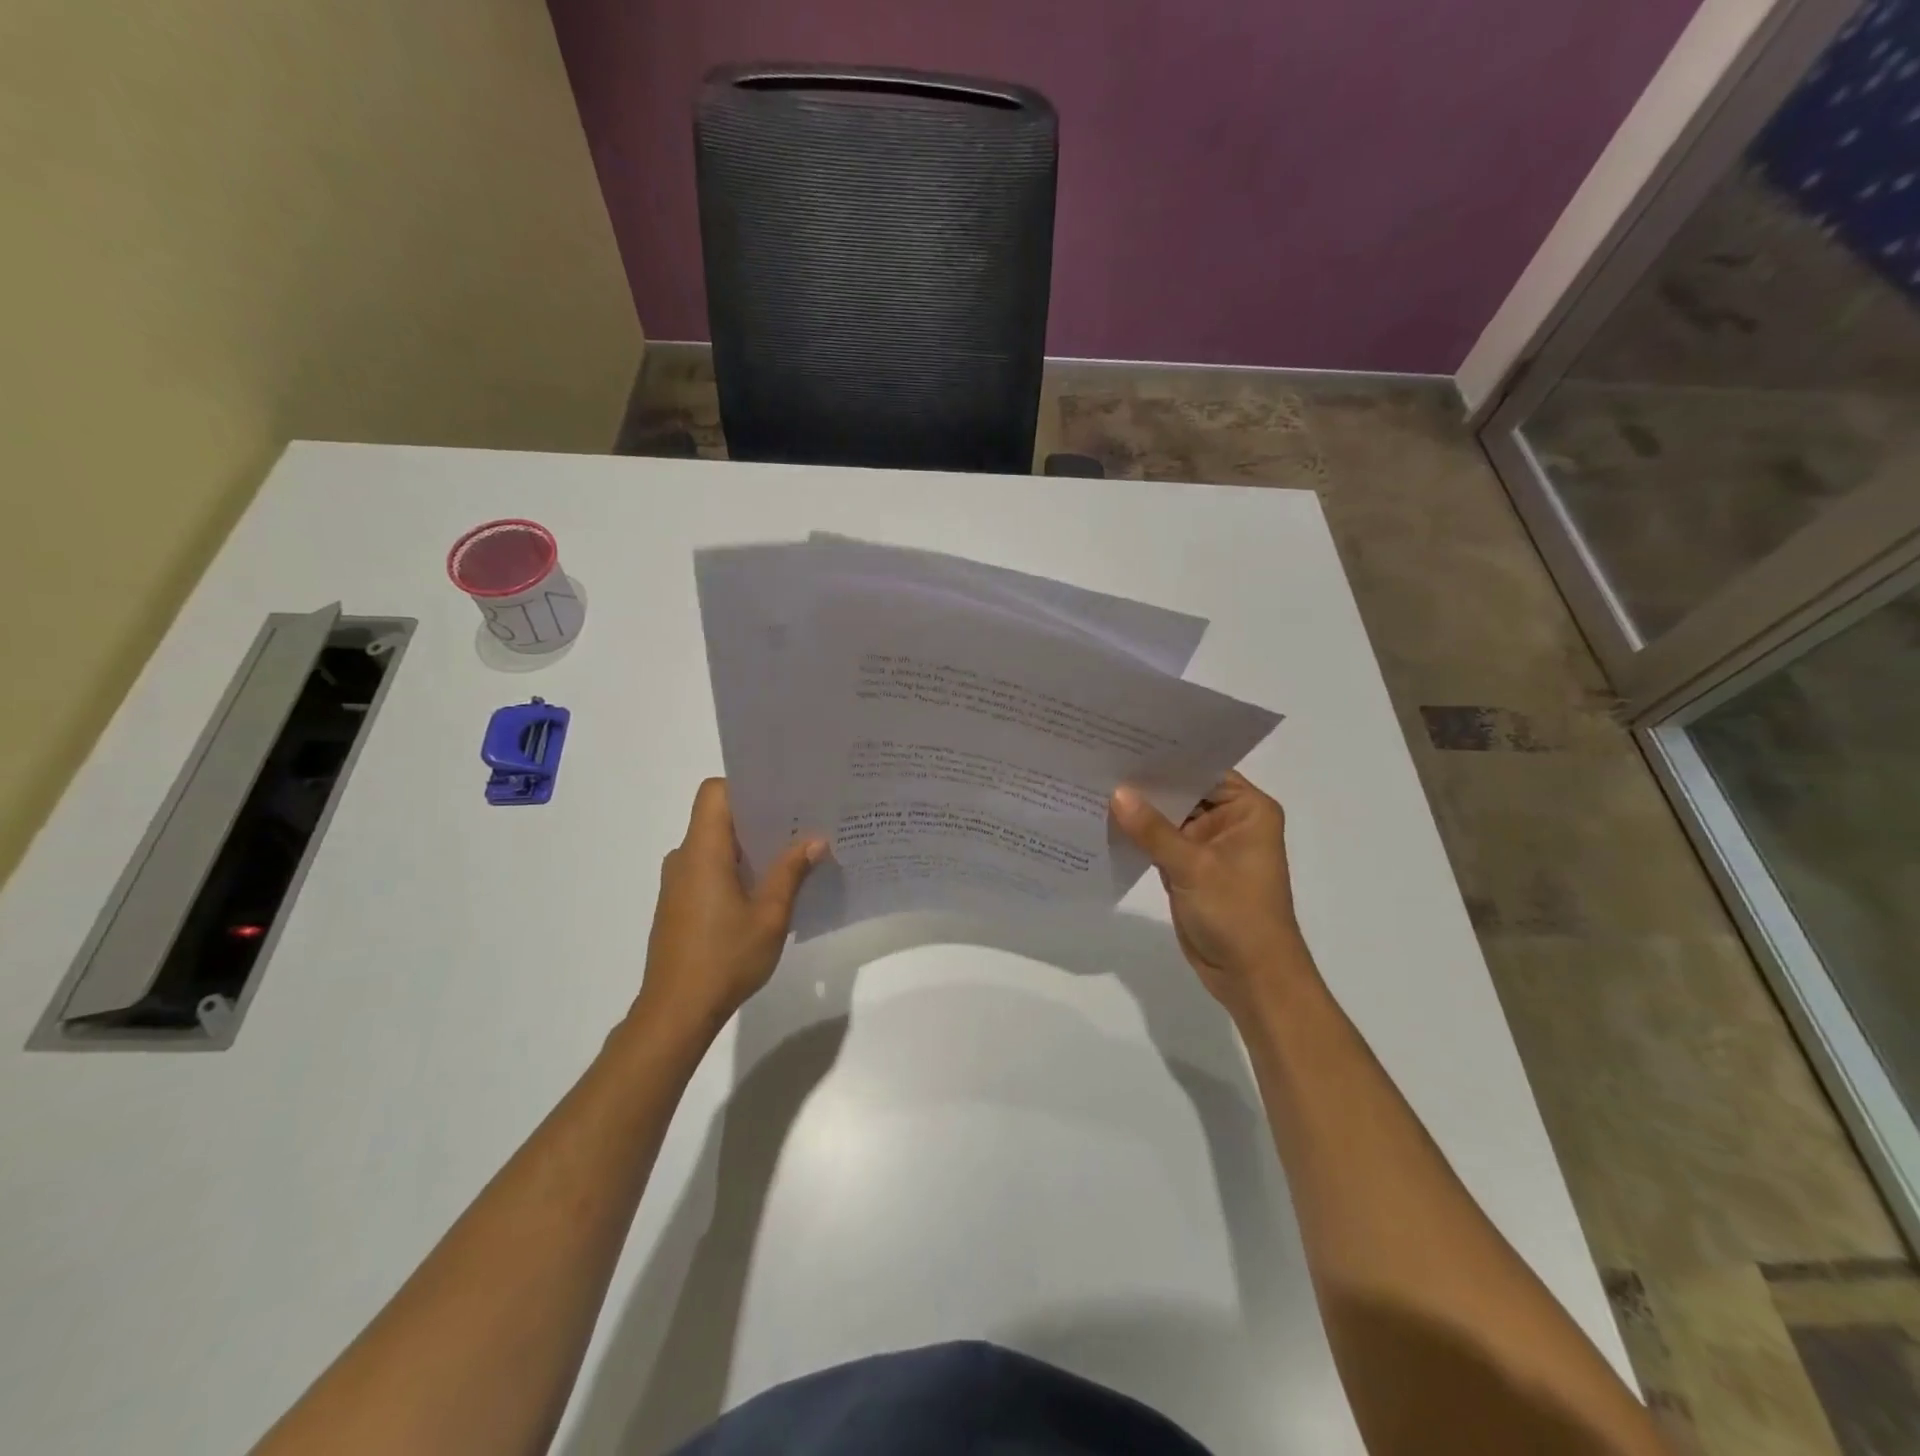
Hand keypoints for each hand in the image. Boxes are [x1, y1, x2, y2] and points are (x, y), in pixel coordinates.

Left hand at [637, 779, 825, 1034]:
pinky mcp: (679, 904)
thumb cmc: (724, 959)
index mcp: (702, 852)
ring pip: (716, 845)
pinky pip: (710, 869)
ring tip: (792, 856)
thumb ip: (791, 872)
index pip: (714, 793)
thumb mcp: (770, 915)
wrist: (676, 1013)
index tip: (782, 797)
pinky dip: (737, 869)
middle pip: (718, 817)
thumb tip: (816, 839)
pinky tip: (767, 891)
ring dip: (750, 846)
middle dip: (759, 817)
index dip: (746, 787)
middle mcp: (684, 859)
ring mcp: (678, 883)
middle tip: (803, 823)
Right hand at [1110, 772, 1312, 1012]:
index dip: (1167, 756)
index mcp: (1248, 809)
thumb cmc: (1237, 914)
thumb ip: (1152, 829)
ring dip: (1138, 809)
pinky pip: (1159, 843)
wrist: (1251, 977)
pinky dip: (1137, 836)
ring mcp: (1207, 846)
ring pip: (1167, 818)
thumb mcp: (1193, 867)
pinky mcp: (1188, 869)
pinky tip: (1102, 820)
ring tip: (1094, 782)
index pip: (1203, 770)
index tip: (1126, 739)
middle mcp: (1229, 821)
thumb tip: (1115, 792)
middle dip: (1147, 782)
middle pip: (1183, 792)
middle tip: (1100, 757)